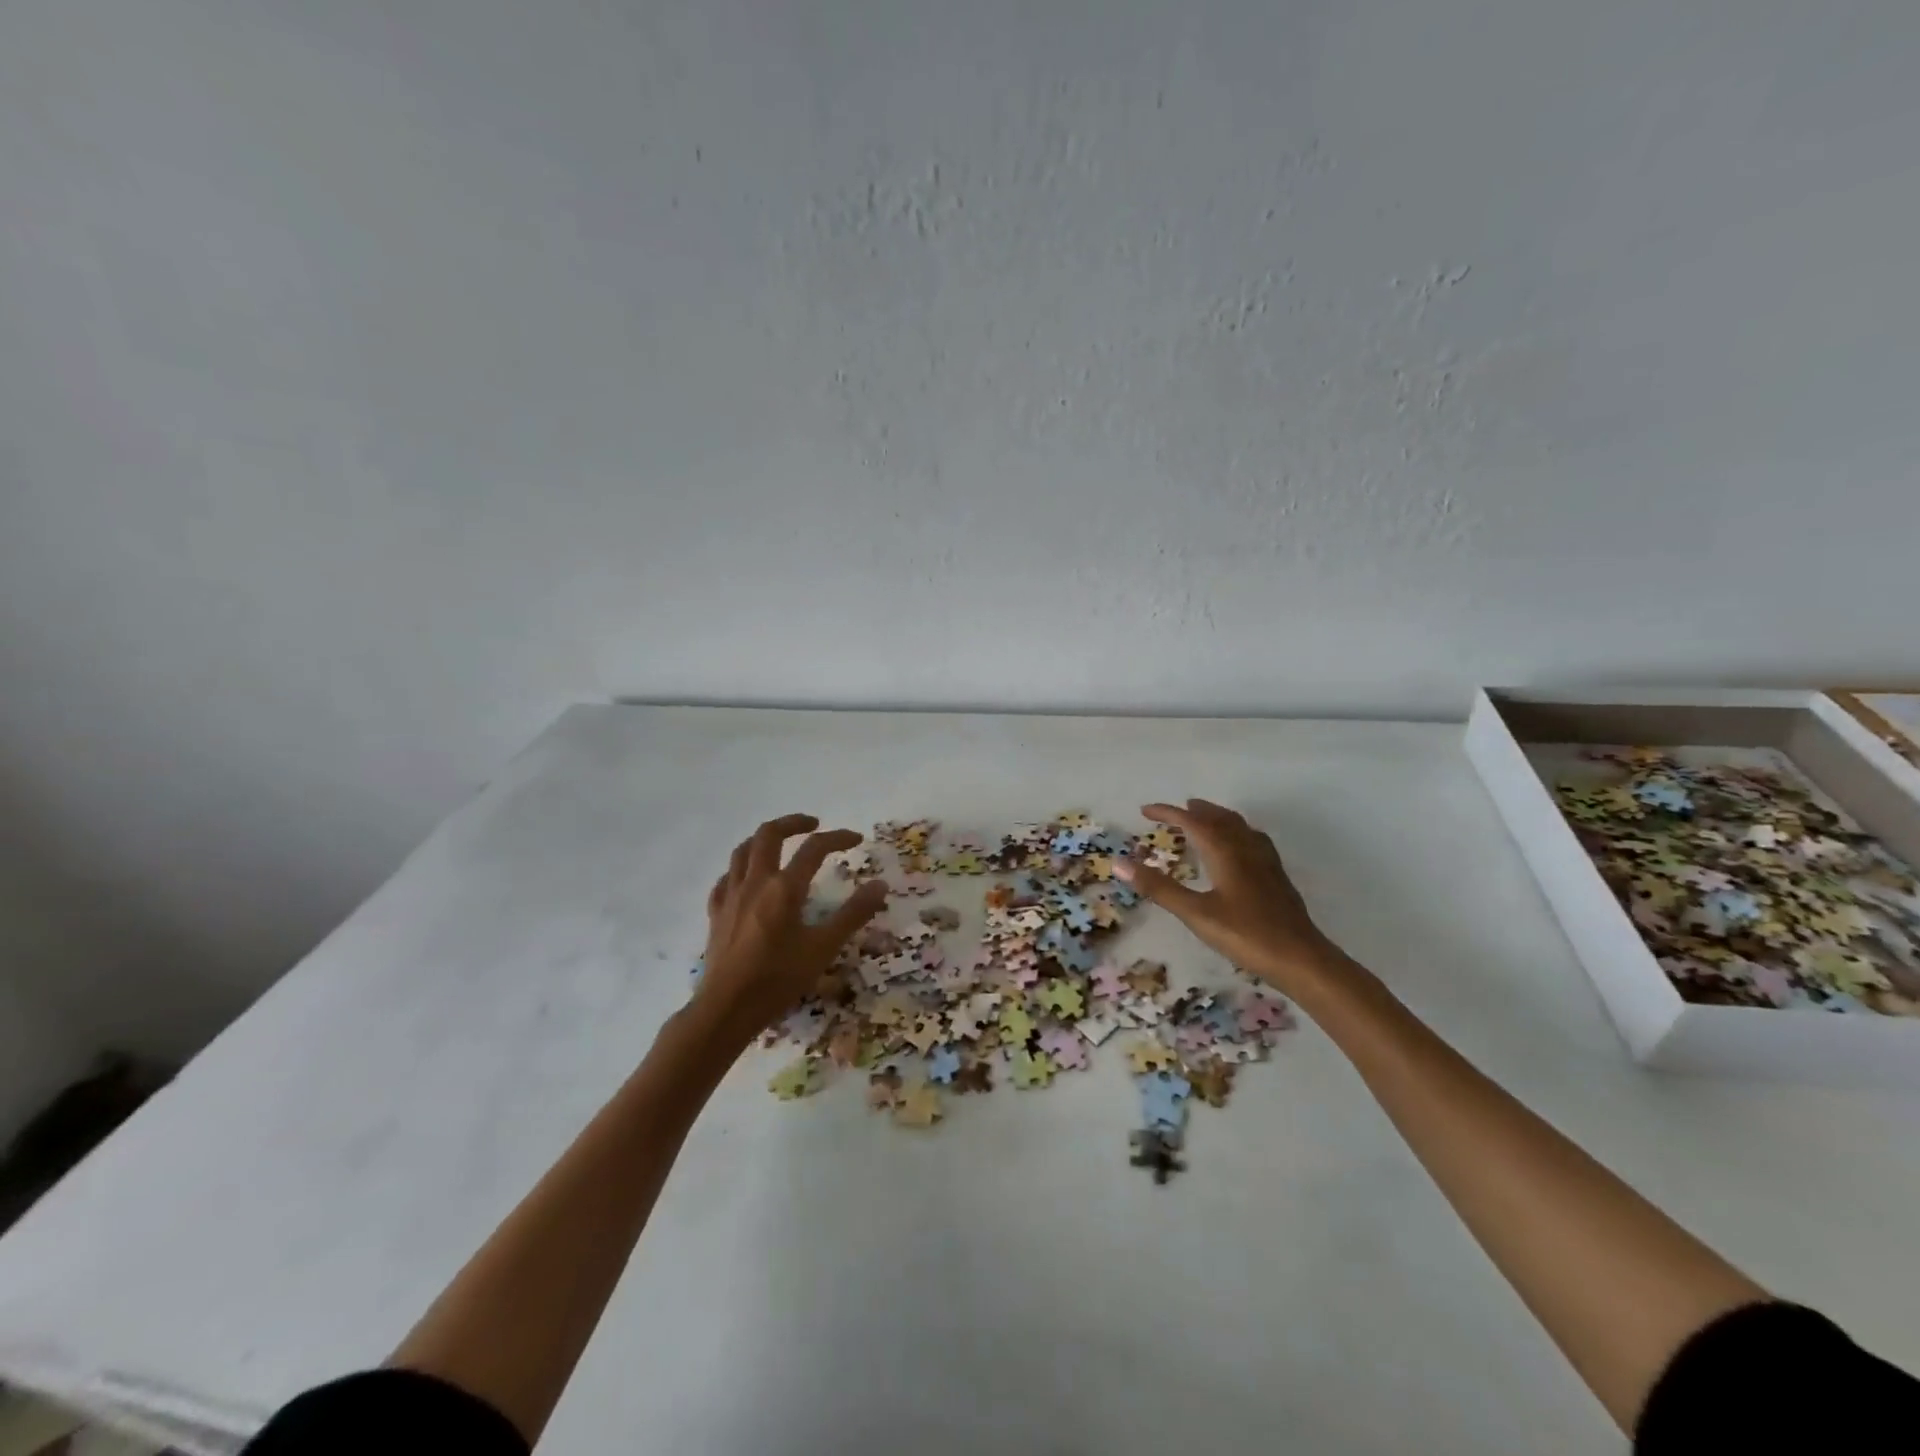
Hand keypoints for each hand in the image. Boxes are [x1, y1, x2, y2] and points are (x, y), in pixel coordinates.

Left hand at [692, 814, 888, 1042]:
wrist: (726, 1009)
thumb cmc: (778, 979)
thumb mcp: (824, 948)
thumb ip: (853, 914)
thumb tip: (880, 885)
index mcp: (784, 888)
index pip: (814, 848)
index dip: (838, 838)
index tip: (856, 839)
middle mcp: (756, 882)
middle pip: (769, 834)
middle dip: (793, 823)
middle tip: (813, 824)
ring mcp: (731, 896)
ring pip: (743, 850)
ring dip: (763, 839)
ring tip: (780, 842)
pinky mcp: (716, 913)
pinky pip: (725, 878)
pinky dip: (740, 869)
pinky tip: (747, 878)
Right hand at [1114, 799, 1342, 992]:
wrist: (1302, 958)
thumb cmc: (1246, 935)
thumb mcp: (1195, 914)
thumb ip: (1159, 888)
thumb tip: (1119, 863)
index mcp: (1225, 852)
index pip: (1192, 822)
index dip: (1168, 813)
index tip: (1145, 811)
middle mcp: (1246, 848)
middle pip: (1219, 818)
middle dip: (1195, 811)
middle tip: (1175, 811)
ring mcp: (1266, 862)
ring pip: (1239, 827)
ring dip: (1217, 818)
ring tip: (1204, 820)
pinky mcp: (1277, 877)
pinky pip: (1252, 840)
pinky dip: (1236, 833)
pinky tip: (1238, 850)